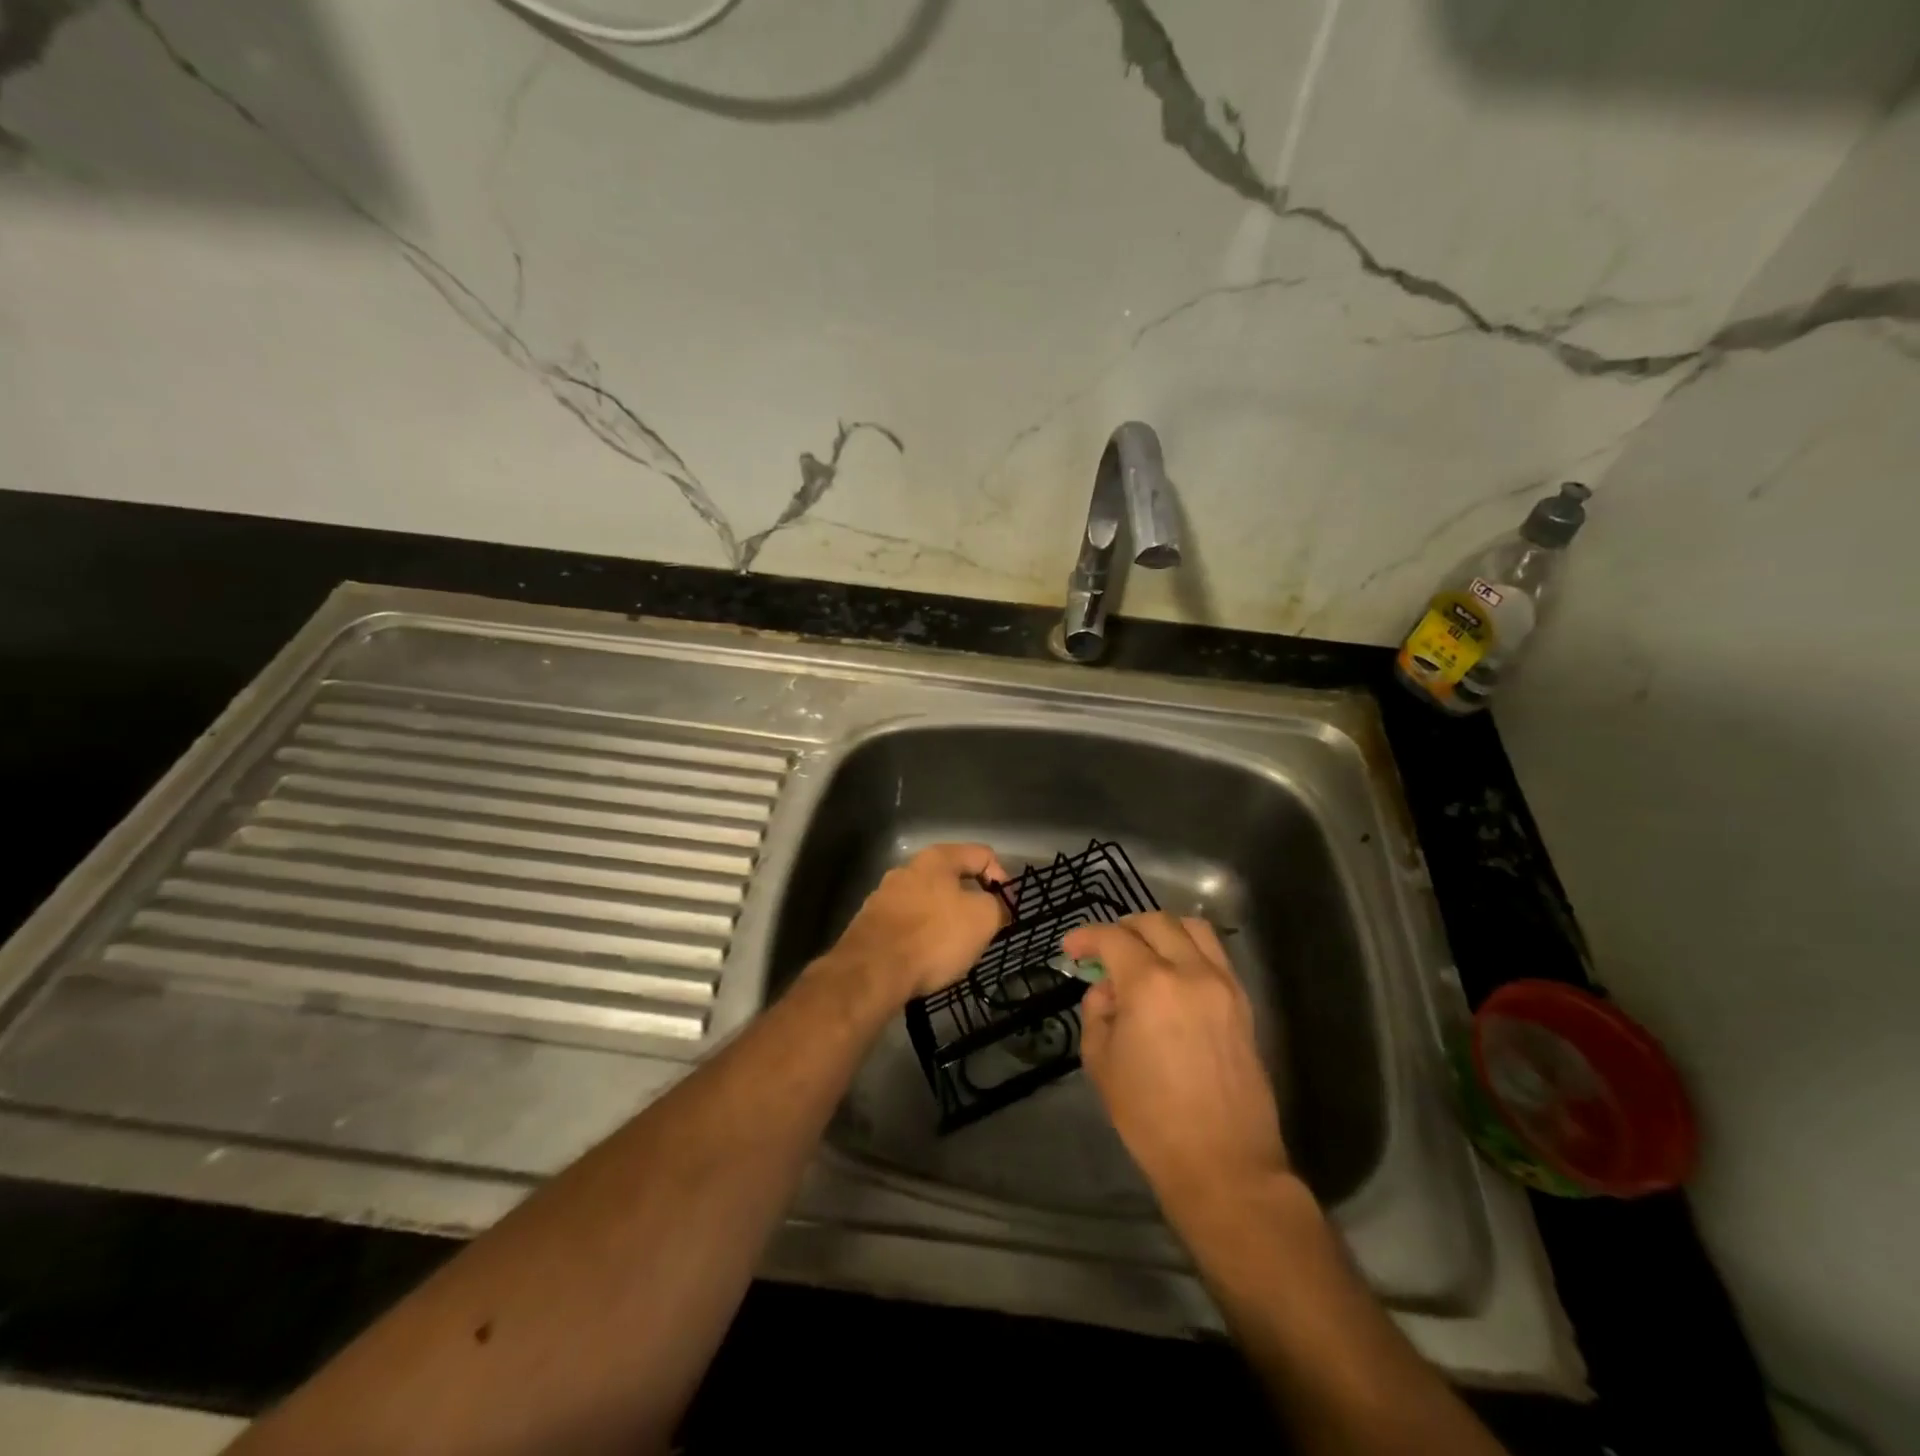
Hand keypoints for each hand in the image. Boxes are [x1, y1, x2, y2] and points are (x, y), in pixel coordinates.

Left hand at [826, 843, 1010, 1003]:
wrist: (872, 971)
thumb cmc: (934, 937)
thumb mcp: (983, 919)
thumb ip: (998, 905)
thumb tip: (998, 905)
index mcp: (937, 858)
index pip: (983, 855)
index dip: (1002, 879)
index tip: (1006, 910)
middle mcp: (908, 868)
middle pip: (953, 878)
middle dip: (972, 902)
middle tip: (984, 930)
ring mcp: (885, 894)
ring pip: (929, 902)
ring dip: (946, 920)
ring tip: (955, 949)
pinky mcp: (870, 922)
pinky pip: (908, 923)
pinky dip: (922, 936)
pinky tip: (926, 959)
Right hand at [1066, 913, 1288, 1211]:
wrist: (1223, 1164)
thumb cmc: (1151, 1118)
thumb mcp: (1101, 1062)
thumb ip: (1097, 1012)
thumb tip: (1107, 990)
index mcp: (1150, 984)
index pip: (1113, 938)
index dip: (1087, 937)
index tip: (1071, 948)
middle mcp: (1190, 971)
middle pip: (1155, 922)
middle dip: (1123, 928)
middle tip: (1104, 950)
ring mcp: (1223, 984)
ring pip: (1193, 928)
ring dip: (1161, 930)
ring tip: (1143, 952)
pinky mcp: (1243, 1003)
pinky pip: (1215, 955)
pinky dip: (1189, 949)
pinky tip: (1173, 974)